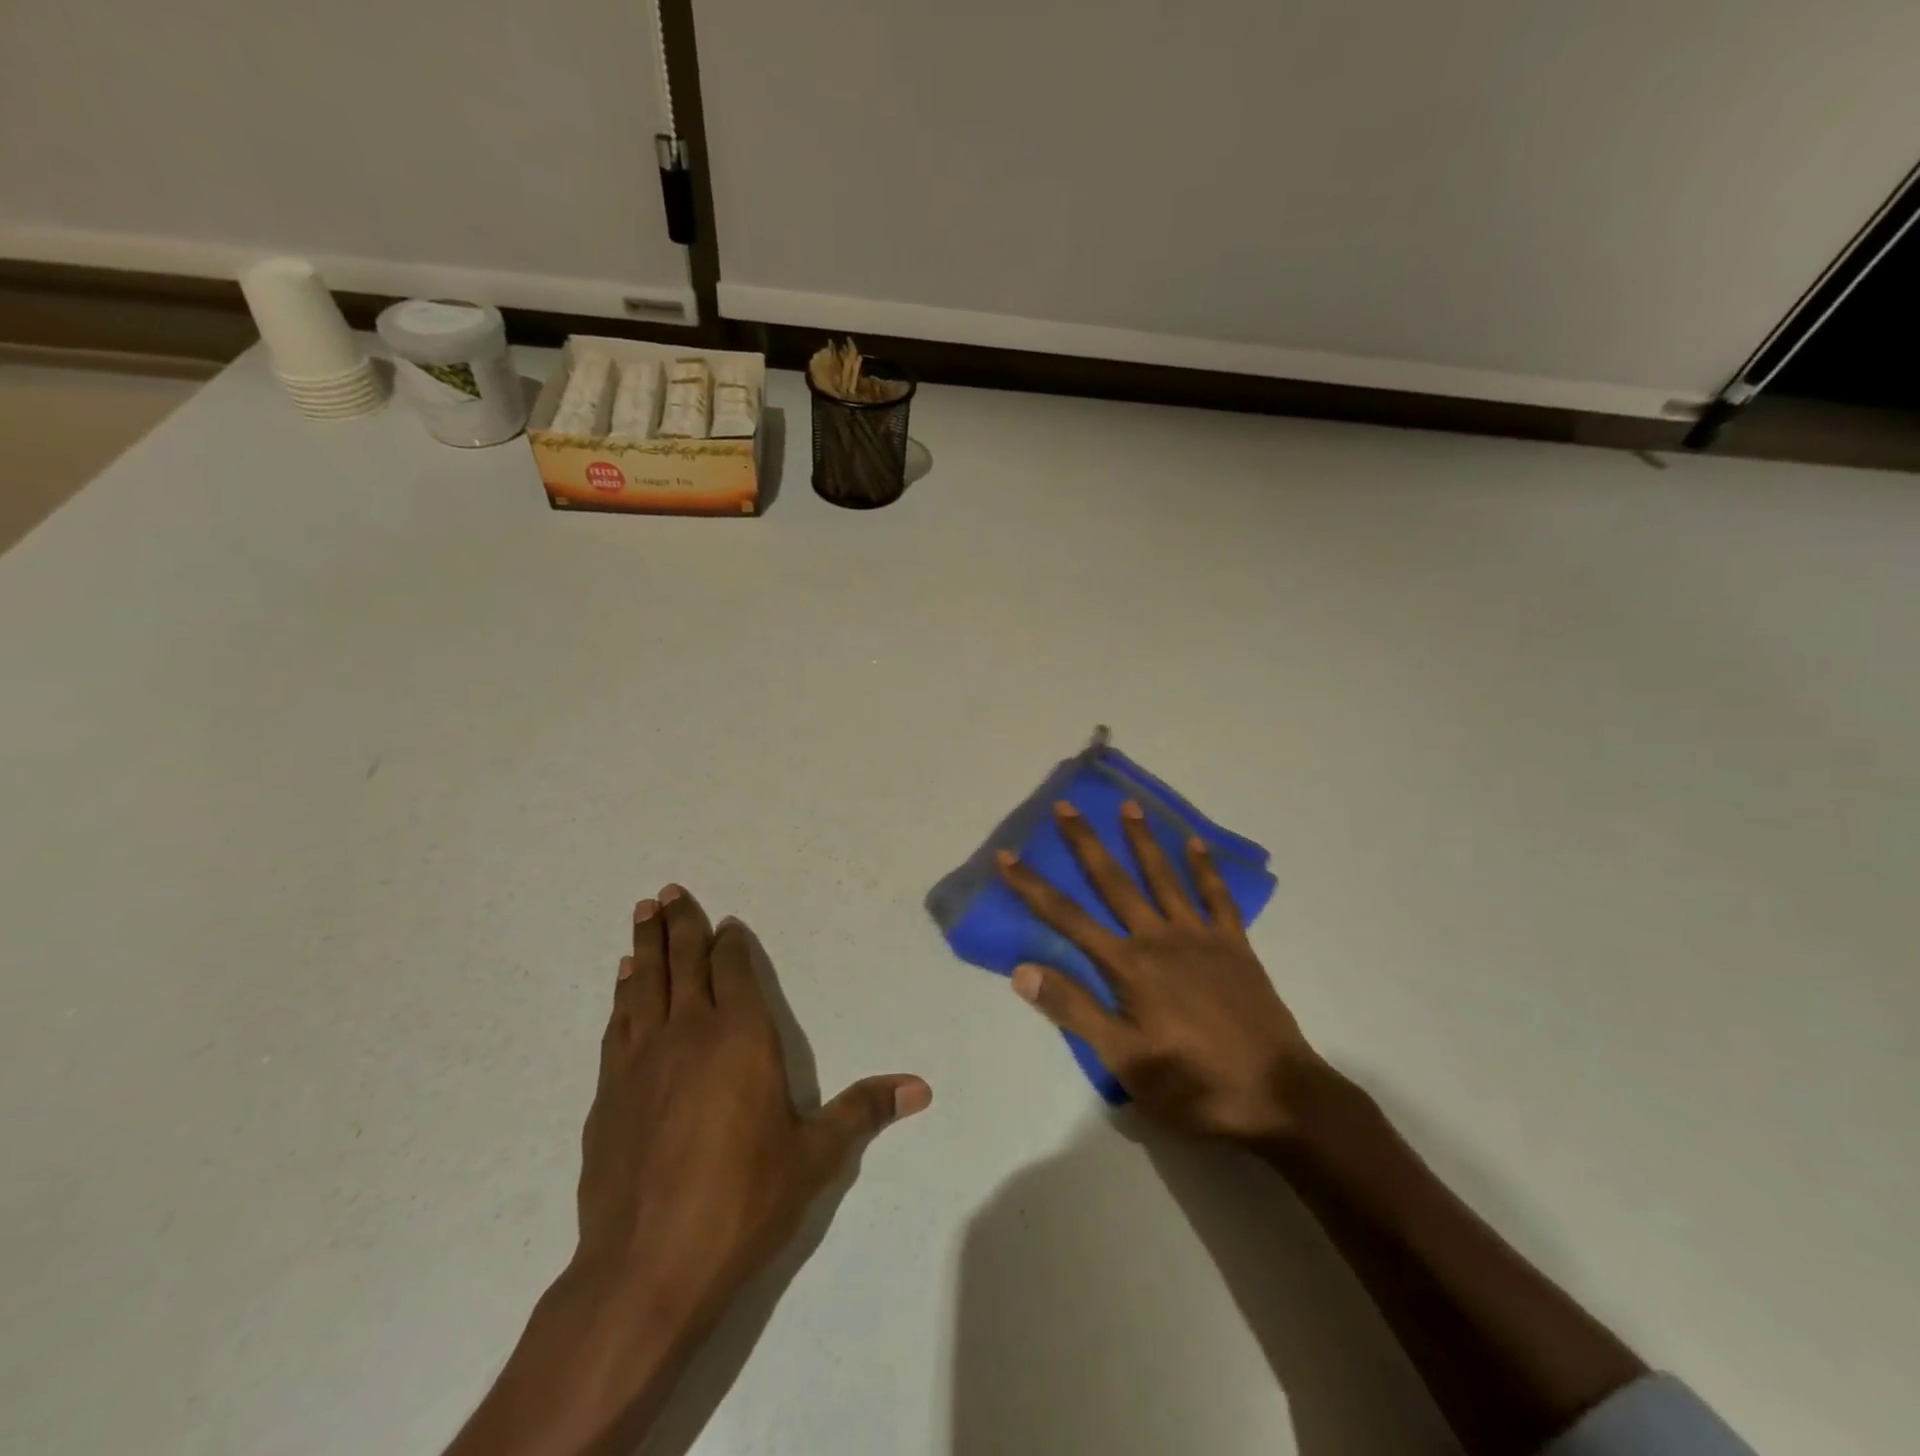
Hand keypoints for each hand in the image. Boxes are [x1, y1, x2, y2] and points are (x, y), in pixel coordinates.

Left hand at [575, 885, 929, 1318]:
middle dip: (681, 923)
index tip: (727, 923)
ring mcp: (642, 1060)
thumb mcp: (815, 1157)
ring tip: (643, 912)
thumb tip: (921, 1088)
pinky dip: (623, 992)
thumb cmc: (742, 1202)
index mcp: (741, 1037)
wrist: (646, 1269)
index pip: (735, 970)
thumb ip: (863, 1112)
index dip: (731, 943)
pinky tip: (624, 980)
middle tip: (669, 890)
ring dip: (646, 945)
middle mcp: (690, 1033)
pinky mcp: (609, 1092)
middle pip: (684, 962)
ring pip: (644, 983)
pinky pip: (619, 1022)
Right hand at [998, 802, 1325, 1145]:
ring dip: (1143, 840)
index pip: (1068, 918)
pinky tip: (1195, 844)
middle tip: (1066, 806)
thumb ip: (1074, 1011)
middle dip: (1086, 843)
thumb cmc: (1194, 1085)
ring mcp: (1201, 937)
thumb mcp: (1125, 1061)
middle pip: (1114, 882)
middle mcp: (1160, 938)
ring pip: (1164, 878)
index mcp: (1129, 967)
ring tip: (1128, 806)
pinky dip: (1205, 869)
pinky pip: (1217, 897)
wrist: (1280, 1097)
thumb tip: (1022, 970)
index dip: (1033, 887)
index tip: (1007, 856)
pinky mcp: (1236, 946)